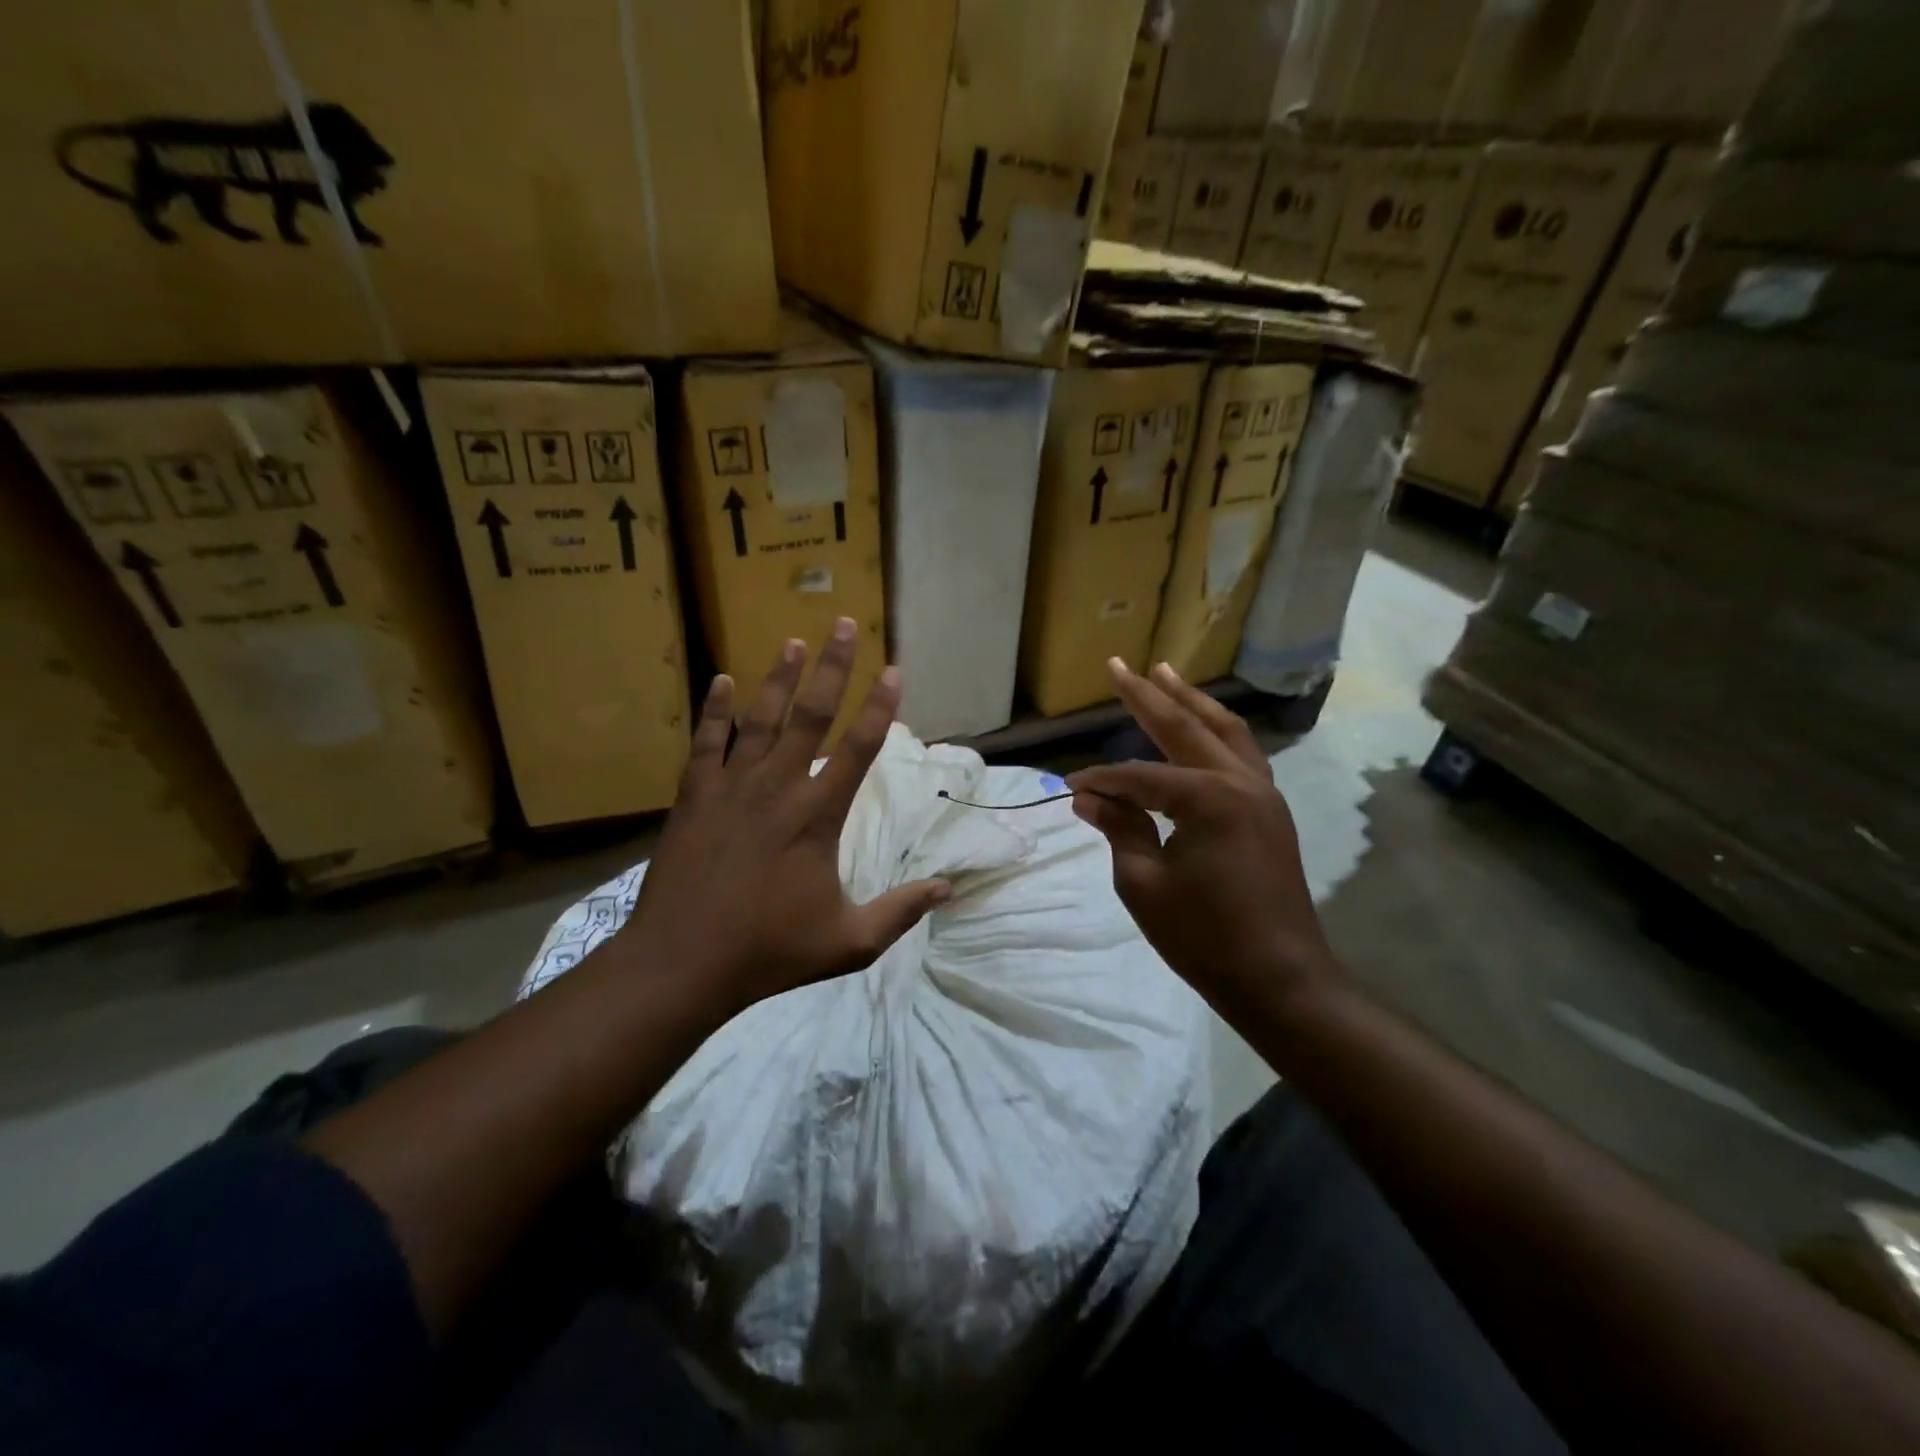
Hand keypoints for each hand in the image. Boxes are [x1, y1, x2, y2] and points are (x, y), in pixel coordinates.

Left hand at [618, 619, 949, 1017]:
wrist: (682, 962)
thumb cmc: (768, 950)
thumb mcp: (848, 942)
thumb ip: (900, 911)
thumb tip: (947, 889)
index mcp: (817, 816)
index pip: (859, 749)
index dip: (880, 708)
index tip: (894, 671)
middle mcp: (778, 787)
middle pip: (811, 715)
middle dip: (832, 667)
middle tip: (844, 625)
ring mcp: (731, 787)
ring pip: (760, 719)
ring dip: (779, 678)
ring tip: (793, 641)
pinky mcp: (694, 797)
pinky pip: (706, 741)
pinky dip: (716, 709)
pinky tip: (722, 679)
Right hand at [1066, 659, 1338, 1023]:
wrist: (1280, 978)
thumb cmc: (1205, 936)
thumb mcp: (1143, 884)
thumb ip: (1118, 830)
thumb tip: (1088, 797)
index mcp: (1207, 798)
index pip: (1138, 777)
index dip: (1100, 780)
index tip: (1070, 786)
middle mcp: (1240, 781)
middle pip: (1185, 727)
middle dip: (1148, 696)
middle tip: (1119, 666)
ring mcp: (1263, 793)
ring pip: (1224, 731)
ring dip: (1191, 702)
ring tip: (1165, 672)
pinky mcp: (1271, 810)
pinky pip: (1241, 754)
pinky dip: (1217, 732)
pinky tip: (1202, 727)